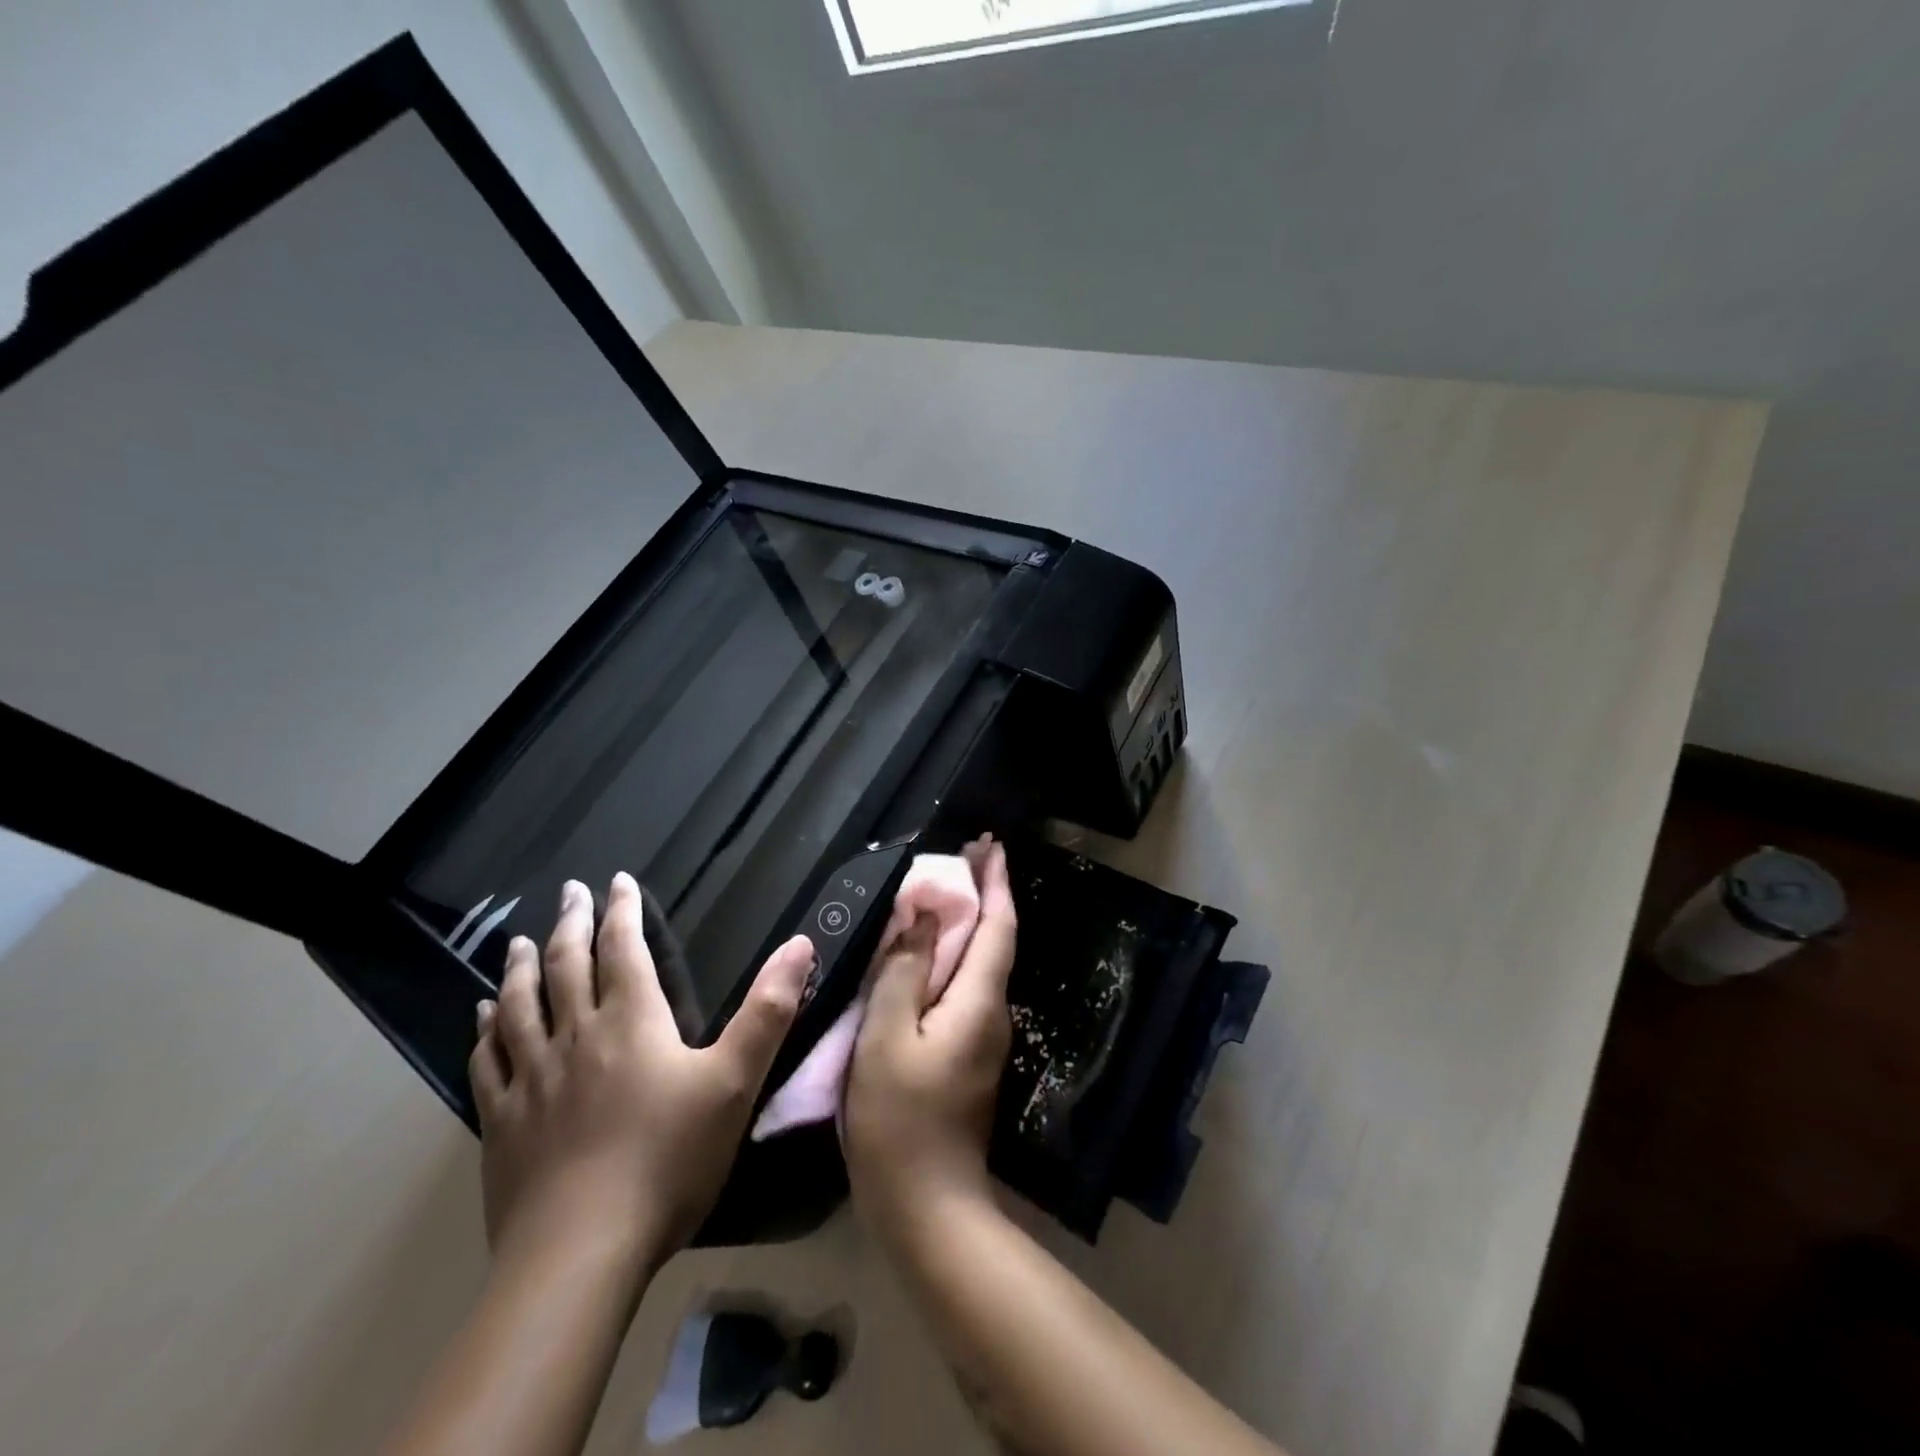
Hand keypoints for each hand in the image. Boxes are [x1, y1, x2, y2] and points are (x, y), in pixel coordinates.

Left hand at [469, 873, 814, 1278]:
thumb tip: (800, 945)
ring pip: (520, 1006)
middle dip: (571, 923)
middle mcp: (576, 1036)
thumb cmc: (668, 1159)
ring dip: (522, 967)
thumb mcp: (735, 1081)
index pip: (622, 949)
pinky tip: (481, 1017)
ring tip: (521, 941)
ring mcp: (532, 1078)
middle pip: (567, 966)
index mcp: (631, 1021)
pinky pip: (489, 1060)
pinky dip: (485, 1030)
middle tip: (569, 891)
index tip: (616, 880)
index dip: (621, 911)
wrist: (580, 1252)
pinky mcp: (503, 1122)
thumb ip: (769, 1011)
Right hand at [844, 839, 1016, 1240]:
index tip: (990, 844)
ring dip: (967, 924)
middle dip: (984, 894)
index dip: (995, 882)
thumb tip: (924, 916)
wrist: (927, 1207)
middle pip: (994, 940)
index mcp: (979, 1001)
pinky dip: (952, 957)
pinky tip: (927, 955)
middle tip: (965, 855)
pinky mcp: (967, 1055)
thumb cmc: (900, 1119)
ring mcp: (983, 1037)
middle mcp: (993, 1012)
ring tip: (943, 892)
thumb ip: (904, 970)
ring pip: (979, 964)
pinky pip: (965, 988)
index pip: (998, 926)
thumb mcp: (887, 1035)